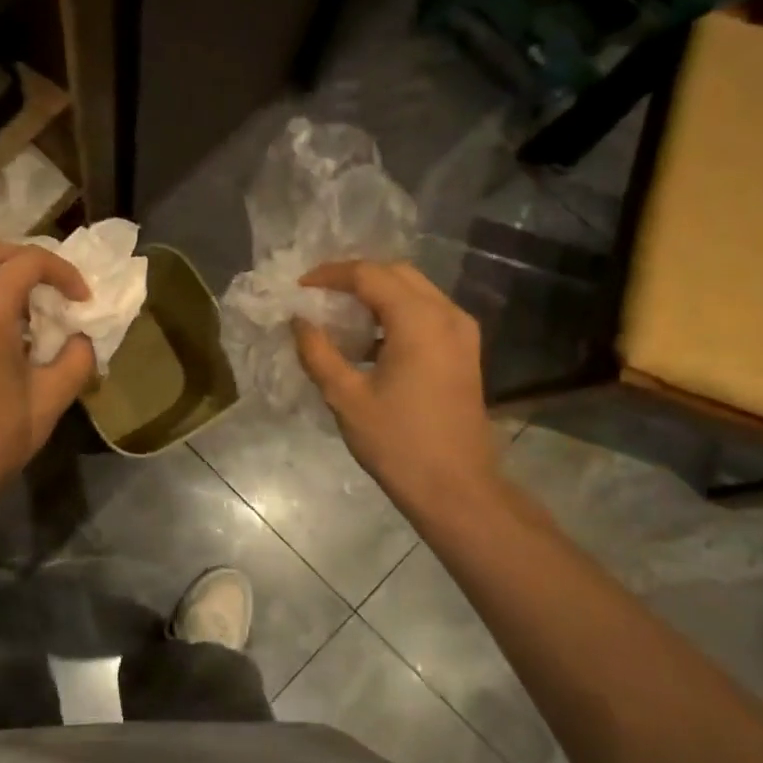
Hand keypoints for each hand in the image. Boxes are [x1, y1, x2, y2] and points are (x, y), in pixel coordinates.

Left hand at [0, 239, 95, 512]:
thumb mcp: (50, 400)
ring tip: (35, 308)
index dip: (63, 273)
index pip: (28, 262)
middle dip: (24, 257)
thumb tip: (83, 341)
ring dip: (3, 276)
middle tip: (52, 285)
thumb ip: (76, 360)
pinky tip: (12, 334)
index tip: (84, 300)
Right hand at [292, 260, 503, 517]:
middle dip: (355, 277)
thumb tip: (298, 321)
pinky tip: (369, 340)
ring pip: (415, 292)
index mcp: (419, 320)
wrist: (456, 487)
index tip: (300, 287)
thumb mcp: (346, 398)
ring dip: (377, 294)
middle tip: (319, 294)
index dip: (330, 275)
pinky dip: (396, 314)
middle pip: (397, 274)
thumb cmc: (397, 442)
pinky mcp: (464, 352)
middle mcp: (446, 314)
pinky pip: (427, 314)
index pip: (369, 275)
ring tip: (339, 314)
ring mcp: (462, 333)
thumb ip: (318, 352)